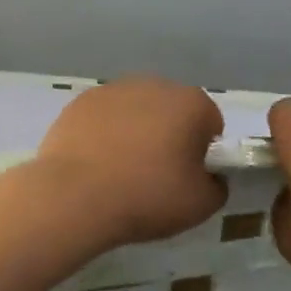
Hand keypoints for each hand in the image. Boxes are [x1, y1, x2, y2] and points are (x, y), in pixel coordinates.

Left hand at [27, 78, 226, 248]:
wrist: (74, 196)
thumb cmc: (147, 197)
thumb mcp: (201, 205)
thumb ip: (217, 186)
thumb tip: (208, 176)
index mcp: (191, 103)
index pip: (210, 123)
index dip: (203, 151)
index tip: (187, 176)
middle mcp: (155, 85)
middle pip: (172, 111)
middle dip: (169, 135)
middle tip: (155, 175)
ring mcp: (114, 89)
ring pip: (136, 111)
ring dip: (135, 132)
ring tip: (120, 171)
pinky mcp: (81, 101)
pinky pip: (104, 117)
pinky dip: (104, 134)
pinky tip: (94, 163)